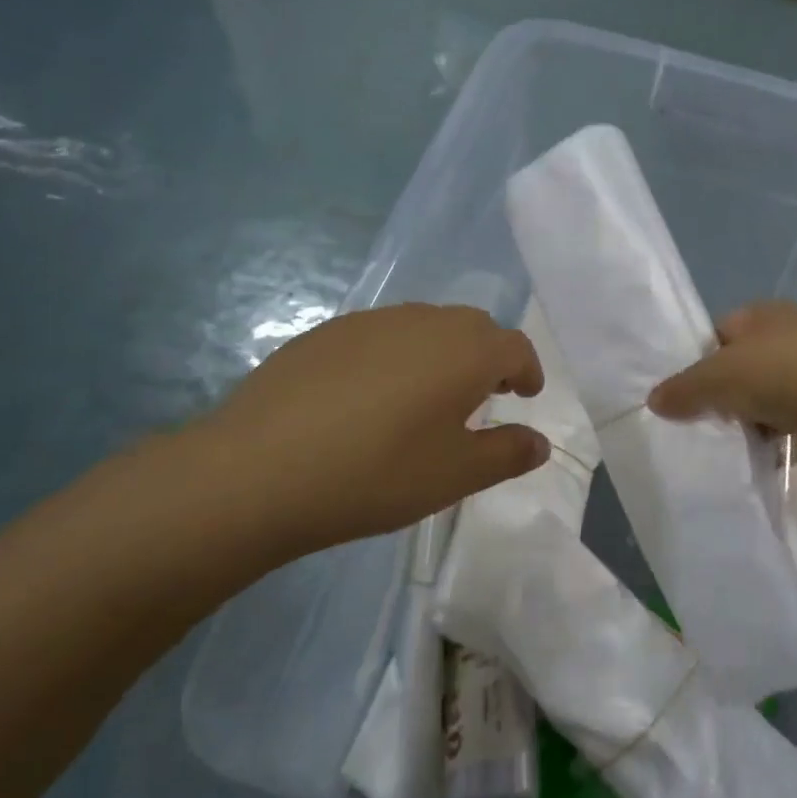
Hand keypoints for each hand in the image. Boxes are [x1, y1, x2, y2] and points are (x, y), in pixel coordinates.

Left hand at [177, 304, 549, 562]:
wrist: (257, 471)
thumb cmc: (377, 474)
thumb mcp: (456, 476)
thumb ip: (507, 453)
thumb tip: (539, 442)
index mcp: (466, 351)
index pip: (515, 346)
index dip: (527, 370)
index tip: (525, 396)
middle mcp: (424, 321)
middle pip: (473, 327)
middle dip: (488, 357)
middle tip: (482, 396)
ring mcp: (370, 322)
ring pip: (426, 326)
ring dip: (442, 353)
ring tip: (428, 397)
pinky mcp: (325, 333)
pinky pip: (381, 335)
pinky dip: (397, 355)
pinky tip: (371, 398)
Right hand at [648, 301, 796, 475]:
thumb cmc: (784, 376)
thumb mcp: (720, 377)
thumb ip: (684, 388)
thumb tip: (653, 400)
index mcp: (763, 313)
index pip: (718, 333)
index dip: (697, 362)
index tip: (683, 395)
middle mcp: (790, 334)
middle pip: (740, 366)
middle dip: (722, 395)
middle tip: (701, 422)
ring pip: (764, 395)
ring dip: (748, 419)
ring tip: (730, 442)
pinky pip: (788, 419)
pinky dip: (775, 436)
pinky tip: (763, 454)